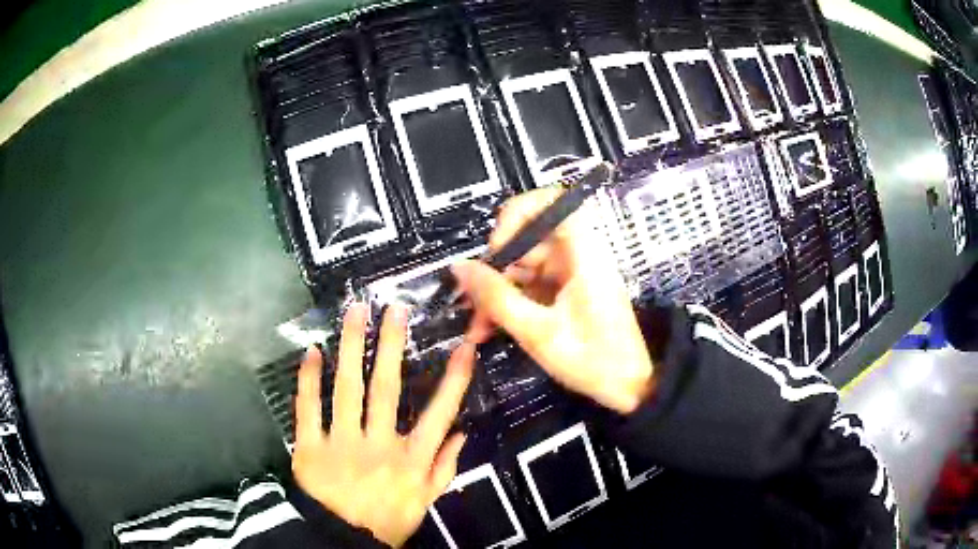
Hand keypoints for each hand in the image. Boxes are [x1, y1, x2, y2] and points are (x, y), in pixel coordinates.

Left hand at [292, 302, 473, 546]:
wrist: (342, 540)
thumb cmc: (388, 519)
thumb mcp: (426, 500)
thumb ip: (445, 467)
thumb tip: (462, 432)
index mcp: (410, 459)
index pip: (438, 413)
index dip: (453, 379)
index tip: (463, 345)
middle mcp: (379, 444)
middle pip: (385, 389)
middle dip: (391, 346)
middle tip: (393, 309)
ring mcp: (341, 442)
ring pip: (346, 389)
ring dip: (351, 348)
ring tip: (354, 313)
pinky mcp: (310, 447)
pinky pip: (308, 408)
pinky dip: (308, 379)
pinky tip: (312, 352)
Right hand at [452, 188, 654, 413]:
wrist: (630, 388)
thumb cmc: (594, 361)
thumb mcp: (538, 333)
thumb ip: (497, 298)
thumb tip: (459, 267)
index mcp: (583, 254)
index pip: (553, 201)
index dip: (519, 213)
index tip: (498, 246)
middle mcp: (578, 255)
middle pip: (529, 236)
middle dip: (497, 265)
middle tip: (474, 299)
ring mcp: (572, 273)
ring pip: (524, 264)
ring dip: (498, 289)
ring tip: (479, 325)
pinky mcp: (566, 291)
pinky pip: (530, 284)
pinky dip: (510, 301)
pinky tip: (492, 327)